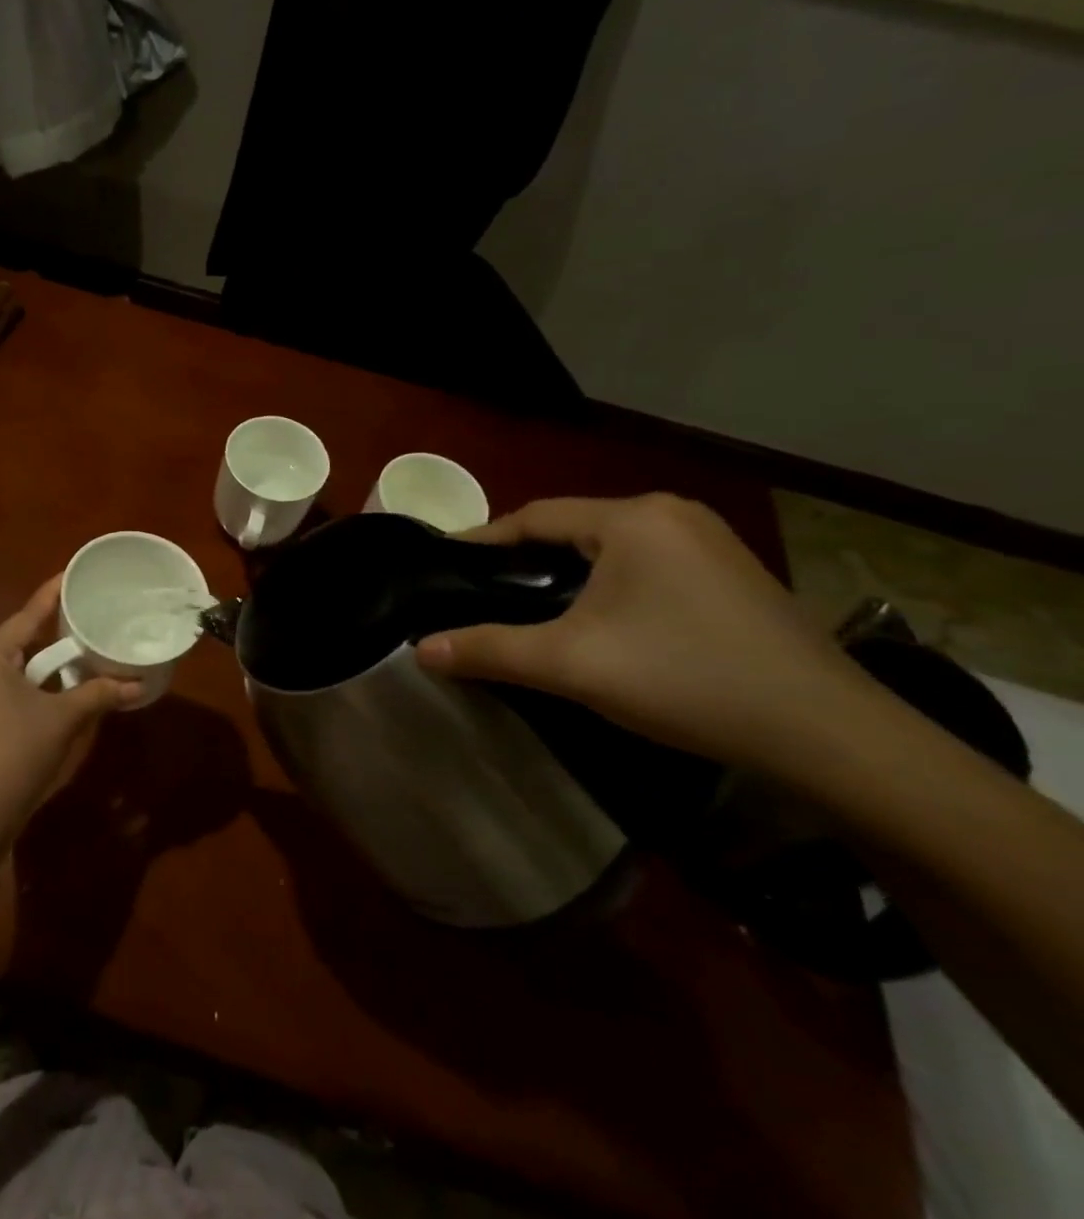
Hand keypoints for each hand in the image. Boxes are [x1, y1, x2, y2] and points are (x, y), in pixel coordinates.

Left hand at [0, 578, 134, 835]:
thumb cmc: (16, 752)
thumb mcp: (63, 718)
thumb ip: (99, 694)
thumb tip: (138, 684)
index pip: (26, 615)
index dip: (51, 594)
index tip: (71, 573)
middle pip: (22, 639)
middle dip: (55, 630)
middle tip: (87, 612)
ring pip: (19, 666)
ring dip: (50, 661)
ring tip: (83, 645)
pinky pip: (14, 687)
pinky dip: (40, 683)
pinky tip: (66, 685)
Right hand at [414, 494, 870, 776]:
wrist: (830, 736)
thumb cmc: (685, 680)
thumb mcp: (572, 665)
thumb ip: (490, 650)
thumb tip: (420, 649)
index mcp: (632, 518)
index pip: (533, 516)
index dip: (483, 541)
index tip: (445, 567)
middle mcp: (672, 513)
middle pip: (571, 529)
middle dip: (524, 561)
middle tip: (483, 595)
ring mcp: (710, 542)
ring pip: (610, 549)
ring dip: (567, 575)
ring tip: (531, 610)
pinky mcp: (733, 574)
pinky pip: (645, 566)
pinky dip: (609, 586)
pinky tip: (601, 622)